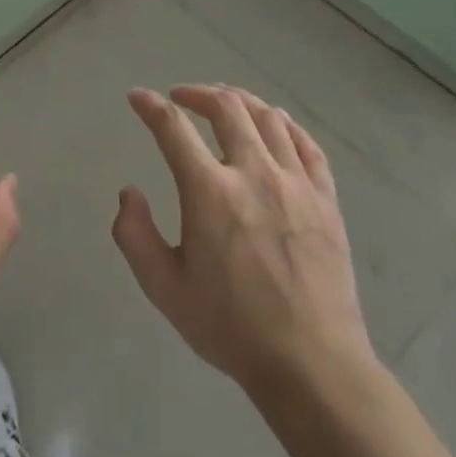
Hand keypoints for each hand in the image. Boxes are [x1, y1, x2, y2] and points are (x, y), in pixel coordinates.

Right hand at [113, 84, 376, 398]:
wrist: (311, 363)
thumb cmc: (230, 326)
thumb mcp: (164, 288)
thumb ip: (134, 235)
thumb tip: (129, 192)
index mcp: (210, 191)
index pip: (173, 128)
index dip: (150, 106)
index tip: (137, 97)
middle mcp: (254, 173)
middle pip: (226, 108)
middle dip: (197, 93)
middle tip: (180, 97)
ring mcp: (296, 183)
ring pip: (268, 117)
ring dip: (240, 101)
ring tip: (224, 103)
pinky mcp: (326, 199)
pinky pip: (307, 144)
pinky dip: (285, 124)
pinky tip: (275, 124)